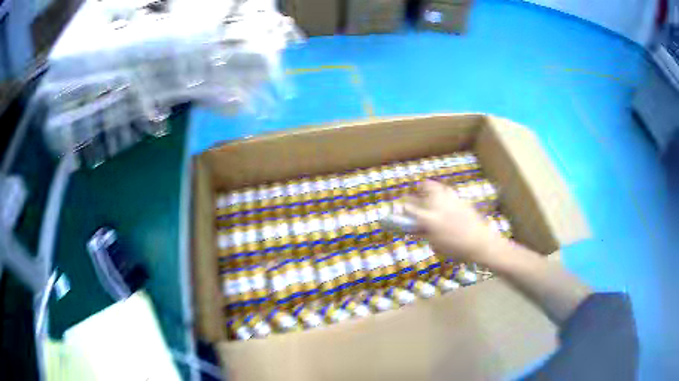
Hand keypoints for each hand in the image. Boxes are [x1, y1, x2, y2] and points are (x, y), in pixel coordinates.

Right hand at [402, 180, 506, 265]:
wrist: (480, 243)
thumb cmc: (456, 249)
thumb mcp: (436, 244)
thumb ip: (424, 233)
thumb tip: (414, 228)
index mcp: (430, 219)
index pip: (411, 208)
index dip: (404, 206)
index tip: (400, 205)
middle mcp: (439, 205)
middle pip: (425, 189)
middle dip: (418, 190)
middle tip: (415, 193)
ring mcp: (451, 200)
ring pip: (437, 187)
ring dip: (430, 187)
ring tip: (428, 190)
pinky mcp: (462, 200)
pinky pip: (448, 192)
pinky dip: (443, 193)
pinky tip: (444, 200)